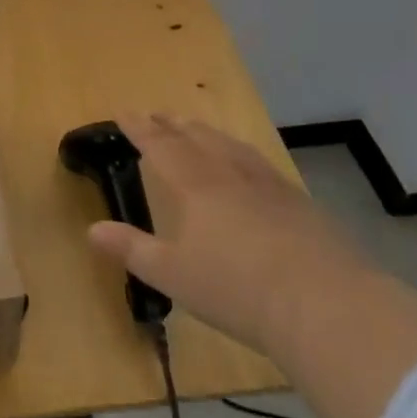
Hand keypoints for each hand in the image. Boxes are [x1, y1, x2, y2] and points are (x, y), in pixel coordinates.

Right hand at [88, 114, 416, 417]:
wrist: (324, 304)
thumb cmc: (236, 289)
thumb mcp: (173, 275)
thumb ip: (132, 248)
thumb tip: (92, 229)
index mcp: (196, 185)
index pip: (161, 145)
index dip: (140, 128)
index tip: (124, 113)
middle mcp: (230, 174)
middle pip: (197, 137)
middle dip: (174, 124)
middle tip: (159, 114)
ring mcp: (270, 186)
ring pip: (232, 146)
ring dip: (209, 134)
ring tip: (198, 129)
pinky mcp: (300, 204)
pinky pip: (262, 164)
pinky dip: (243, 155)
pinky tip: (250, 167)